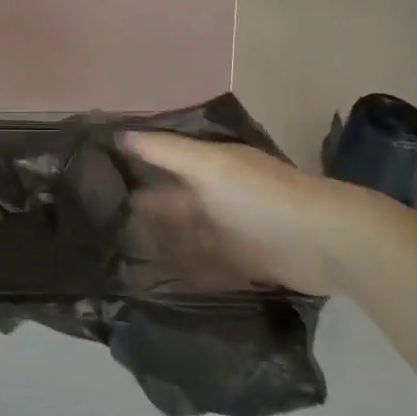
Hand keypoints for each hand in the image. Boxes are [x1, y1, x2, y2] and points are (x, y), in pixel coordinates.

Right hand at [122, 133, 413, 297]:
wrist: (328, 243)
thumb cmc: (261, 197)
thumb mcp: (210, 165)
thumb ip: (164, 151)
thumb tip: (119, 133)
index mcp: (206, 166)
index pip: (159, 161)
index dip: (129, 165)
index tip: (88, 177)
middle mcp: (213, 195)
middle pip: (168, 202)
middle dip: (137, 211)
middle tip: (93, 226)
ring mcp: (227, 231)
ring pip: (181, 236)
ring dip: (154, 244)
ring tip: (113, 258)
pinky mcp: (240, 264)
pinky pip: (200, 267)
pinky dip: (178, 271)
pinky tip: (150, 282)